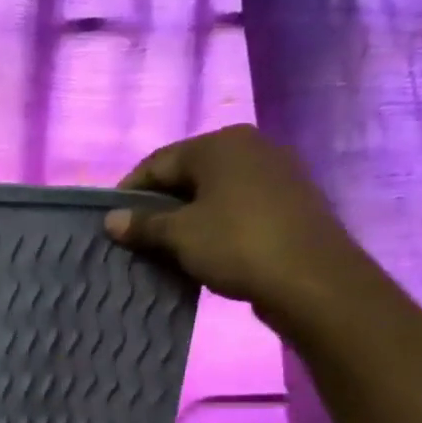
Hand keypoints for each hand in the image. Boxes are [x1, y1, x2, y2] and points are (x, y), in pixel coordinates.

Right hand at [105, 125, 367, 323]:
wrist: (311, 278)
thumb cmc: (237, 245)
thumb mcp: (181, 236)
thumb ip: (144, 224)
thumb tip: (110, 219)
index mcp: (219, 144)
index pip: (158, 162)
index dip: (130, 191)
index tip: (112, 221)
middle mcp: (249, 146)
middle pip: (188, 173)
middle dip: (160, 204)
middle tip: (137, 236)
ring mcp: (275, 171)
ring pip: (215, 190)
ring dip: (187, 216)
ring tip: (167, 247)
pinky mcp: (290, 200)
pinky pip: (239, 205)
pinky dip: (215, 223)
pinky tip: (204, 249)